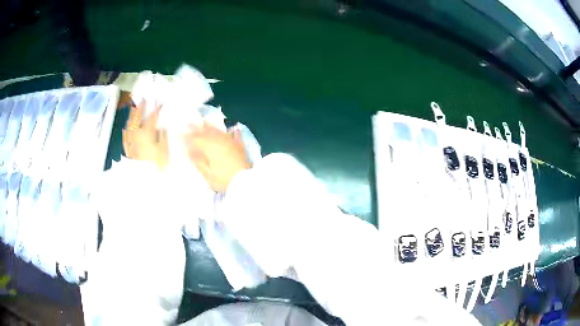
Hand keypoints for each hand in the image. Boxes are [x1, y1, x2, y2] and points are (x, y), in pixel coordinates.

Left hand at [122, 100, 168, 169]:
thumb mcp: (165, 149)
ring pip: (129, 125)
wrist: (144, 179)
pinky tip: (125, 128)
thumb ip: (163, 136)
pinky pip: (125, 137)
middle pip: (137, 118)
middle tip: (143, 100)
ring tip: (133, 109)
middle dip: (140, 108)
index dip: (156, 109)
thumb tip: (161, 127)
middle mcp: (136, 134)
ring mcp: (130, 142)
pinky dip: (125, 130)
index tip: (160, 101)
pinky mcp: (127, 150)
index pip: (152, 117)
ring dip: (131, 116)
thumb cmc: (157, 164)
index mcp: (147, 132)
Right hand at [183, 123, 251, 192]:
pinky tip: (232, 128)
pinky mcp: (239, 146)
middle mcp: (220, 140)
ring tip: (203, 122)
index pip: (196, 138)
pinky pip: (233, 135)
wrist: (245, 182)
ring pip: (218, 131)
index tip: (179, 132)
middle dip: (196, 127)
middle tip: (187, 122)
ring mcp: (230, 142)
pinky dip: (229, 131)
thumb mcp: (207, 173)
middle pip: (206, 131)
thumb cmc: (223, 180)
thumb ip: (198, 160)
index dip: (187, 135)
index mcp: (209, 146)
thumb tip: (189, 150)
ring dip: (209, 126)